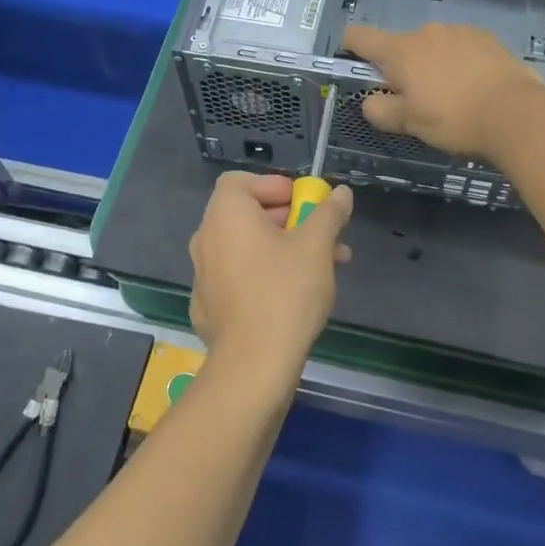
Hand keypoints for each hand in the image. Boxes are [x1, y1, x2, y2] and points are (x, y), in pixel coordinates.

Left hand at [187, 172, 354, 392]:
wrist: (254, 364)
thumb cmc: (285, 292)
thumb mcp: (316, 246)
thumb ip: (329, 213)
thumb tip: (340, 193)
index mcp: (226, 215)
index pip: (241, 181)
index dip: (274, 185)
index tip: (304, 203)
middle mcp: (206, 238)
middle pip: (248, 215)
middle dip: (290, 221)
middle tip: (324, 235)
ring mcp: (204, 274)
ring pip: (248, 248)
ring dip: (284, 249)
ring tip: (325, 267)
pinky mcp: (208, 306)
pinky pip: (239, 277)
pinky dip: (264, 276)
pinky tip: (294, 297)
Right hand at [342, 23, 544, 160]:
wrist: (516, 114)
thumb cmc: (454, 119)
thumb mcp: (409, 123)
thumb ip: (380, 110)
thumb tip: (370, 101)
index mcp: (400, 50)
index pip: (359, 36)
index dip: (349, 48)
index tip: (355, 66)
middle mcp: (427, 31)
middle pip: (400, 46)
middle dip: (401, 69)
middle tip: (415, 101)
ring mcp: (460, 31)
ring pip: (433, 47)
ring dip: (432, 66)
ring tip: (451, 97)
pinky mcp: (488, 38)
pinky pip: (461, 48)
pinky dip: (459, 64)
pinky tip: (475, 88)